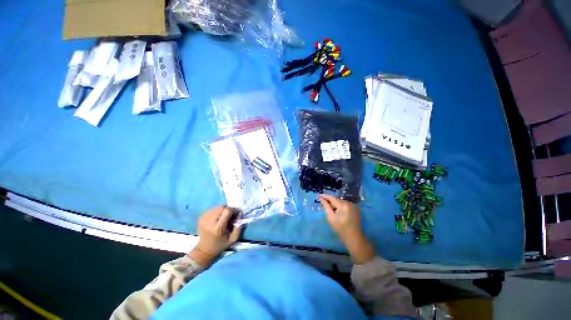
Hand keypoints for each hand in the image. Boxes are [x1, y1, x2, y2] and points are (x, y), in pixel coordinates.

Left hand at [189, 206, 241, 267]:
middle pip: (222, 207)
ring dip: (223, 210)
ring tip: (224, 217)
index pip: (227, 211)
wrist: (204, 250)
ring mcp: (204, 218)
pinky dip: (217, 211)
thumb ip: (238, 228)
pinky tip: (218, 218)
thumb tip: (240, 216)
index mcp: (218, 228)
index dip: (234, 210)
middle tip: (231, 216)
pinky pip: (212, 209)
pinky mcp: (201, 217)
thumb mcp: (232, 240)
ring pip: (217, 207)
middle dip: (228, 209)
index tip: (237, 214)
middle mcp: (209, 221)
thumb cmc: (220, 245)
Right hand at [319, 194, 374, 263]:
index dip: (325, 196)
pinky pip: (345, 205)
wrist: (354, 238)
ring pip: (341, 202)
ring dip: (335, 203)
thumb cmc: (340, 228)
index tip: (319, 195)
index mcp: (343, 205)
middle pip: (337, 199)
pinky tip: (336, 210)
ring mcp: (353, 206)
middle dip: (330, 200)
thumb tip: (321, 198)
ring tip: (329, 206)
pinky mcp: (355, 209)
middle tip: (322, 202)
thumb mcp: (331, 217)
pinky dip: (340, 206)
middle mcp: (349, 203)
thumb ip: (326, 206)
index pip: (332, 198)